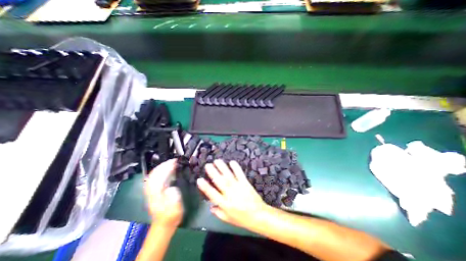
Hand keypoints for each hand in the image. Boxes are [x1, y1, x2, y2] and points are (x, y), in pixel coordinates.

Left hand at [144, 158, 183, 226]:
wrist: (164, 224)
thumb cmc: (171, 216)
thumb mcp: (174, 210)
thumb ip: (173, 199)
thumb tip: (172, 188)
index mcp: (155, 194)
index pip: (158, 176)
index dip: (166, 167)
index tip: (175, 162)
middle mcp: (151, 190)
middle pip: (154, 173)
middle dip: (164, 164)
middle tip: (175, 160)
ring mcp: (151, 189)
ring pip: (154, 174)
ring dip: (162, 166)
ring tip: (172, 162)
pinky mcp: (153, 190)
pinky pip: (155, 177)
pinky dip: (161, 170)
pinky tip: (167, 169)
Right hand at [196, 159, 269, 229]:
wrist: (259, 216)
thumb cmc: (242, 219)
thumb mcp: (228, 219)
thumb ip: (218, 213)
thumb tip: (210, 206)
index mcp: (225, 204)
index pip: (212, 194)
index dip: (205, 187)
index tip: (199, 179)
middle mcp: (230, 194)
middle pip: (220, 182)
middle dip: (213, 173)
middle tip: (208, 165)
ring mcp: (238, 187)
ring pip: (228, 176)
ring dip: (222, 168)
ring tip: (217, 161)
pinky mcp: (245, 183)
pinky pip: (240, 174)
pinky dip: (236, 168)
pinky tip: (231, 162)